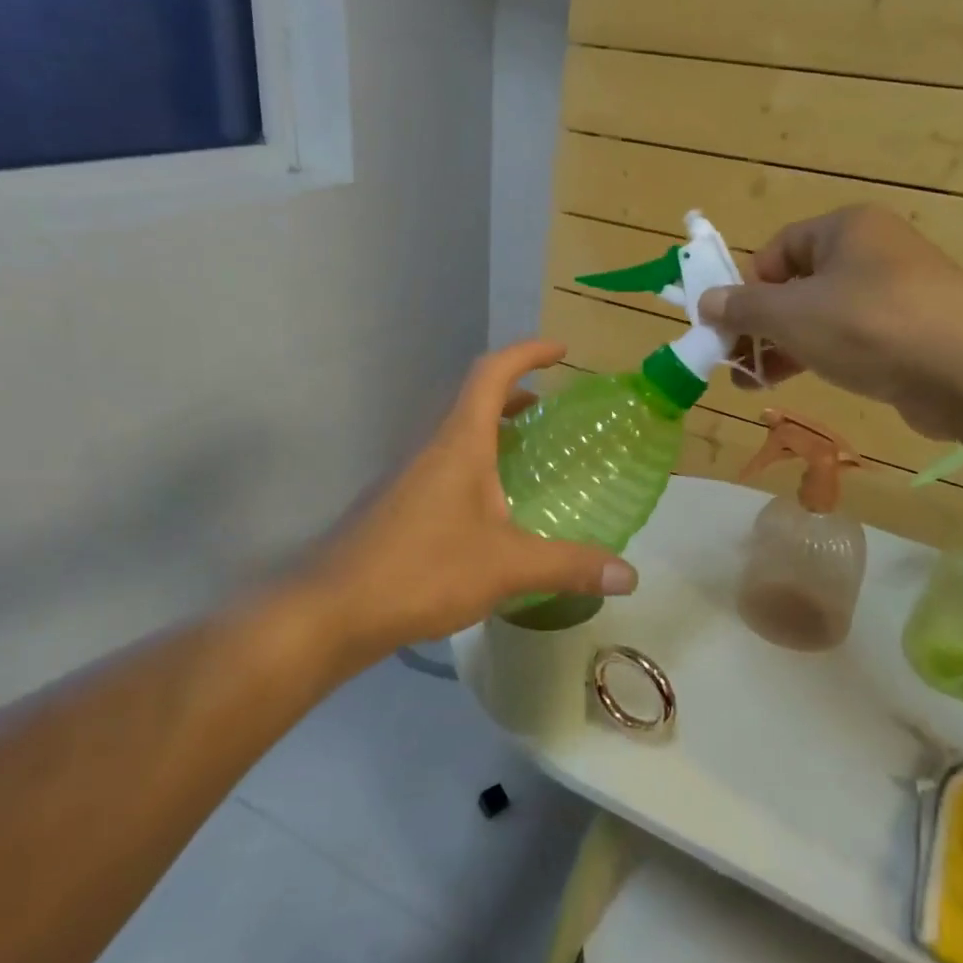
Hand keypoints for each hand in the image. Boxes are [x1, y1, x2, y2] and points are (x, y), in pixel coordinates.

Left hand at [305, 340, 637, 658]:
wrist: (332, 611)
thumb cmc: (422, 571)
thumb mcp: (507, 567)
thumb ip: (570, 566)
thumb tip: (630, 575)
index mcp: (460, 444)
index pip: (491, 373)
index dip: (526, 352)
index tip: (561, 352)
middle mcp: (432, 449)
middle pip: (475, 401)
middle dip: (516, 395)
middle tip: (551, 411)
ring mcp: (409, 477)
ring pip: (458, 437)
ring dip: (494, 433)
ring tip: (528, 458)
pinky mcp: (399, 507)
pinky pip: (445, 468)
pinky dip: (476, 468)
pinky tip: (492, 513)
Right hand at [699, 206, 962, 438]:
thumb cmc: (869, 325)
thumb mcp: (791, 314)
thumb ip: (743, 308)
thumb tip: (704, 302)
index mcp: (845, 229)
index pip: (779, 249)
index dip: (748, 286)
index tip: (730, 325)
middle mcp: (873, 252)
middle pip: (800, 284)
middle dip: (762, 325)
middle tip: (737, 362)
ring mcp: (898, 294)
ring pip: (825, 316)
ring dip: (787, 346)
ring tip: (757, 383)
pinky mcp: (914, 334)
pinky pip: (856, 338)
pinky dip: (825, 357)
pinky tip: (806, 381)